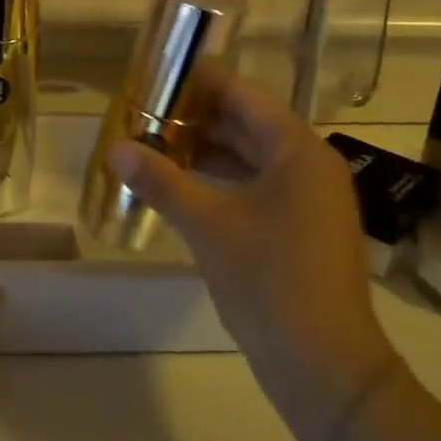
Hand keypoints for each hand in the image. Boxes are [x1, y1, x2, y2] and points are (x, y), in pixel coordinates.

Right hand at [108, 71, 394, 440]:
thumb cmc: (268, 281)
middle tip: (146, 113)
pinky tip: (184, 187)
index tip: (158, 75)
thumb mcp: (207, 225)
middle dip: (197, 117)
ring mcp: (309, 199)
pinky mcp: (301, 229)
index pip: (244, 95)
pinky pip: (258, 187)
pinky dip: (222, 181)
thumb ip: (161, 181)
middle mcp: (310, 165)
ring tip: (155, 145)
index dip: (201, 82)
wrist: (323, 365)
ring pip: (252, 158)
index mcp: (298, 150)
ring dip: (207, 151)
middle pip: (249, 124)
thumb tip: (116, 148)